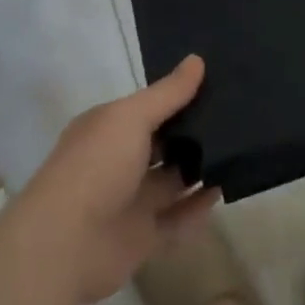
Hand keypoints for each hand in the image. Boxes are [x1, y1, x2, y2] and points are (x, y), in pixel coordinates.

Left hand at [12, 56, 219, 304]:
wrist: (65, 245)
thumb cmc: (97, 166)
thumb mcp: (132, 117)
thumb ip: (168, 93)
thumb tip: (197, 60)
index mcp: (109, 129)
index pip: (148, 108)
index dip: (178, 97)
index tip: (215, 82)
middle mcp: (118, 162)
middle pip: (163, 144)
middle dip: (194, 132)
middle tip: (238, 115)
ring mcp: (130, 201)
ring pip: (172, 181)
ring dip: (200, 169)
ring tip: (239, 150)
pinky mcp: (142, 237)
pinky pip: (177, 220)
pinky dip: (198, 208)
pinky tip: (224, 190)